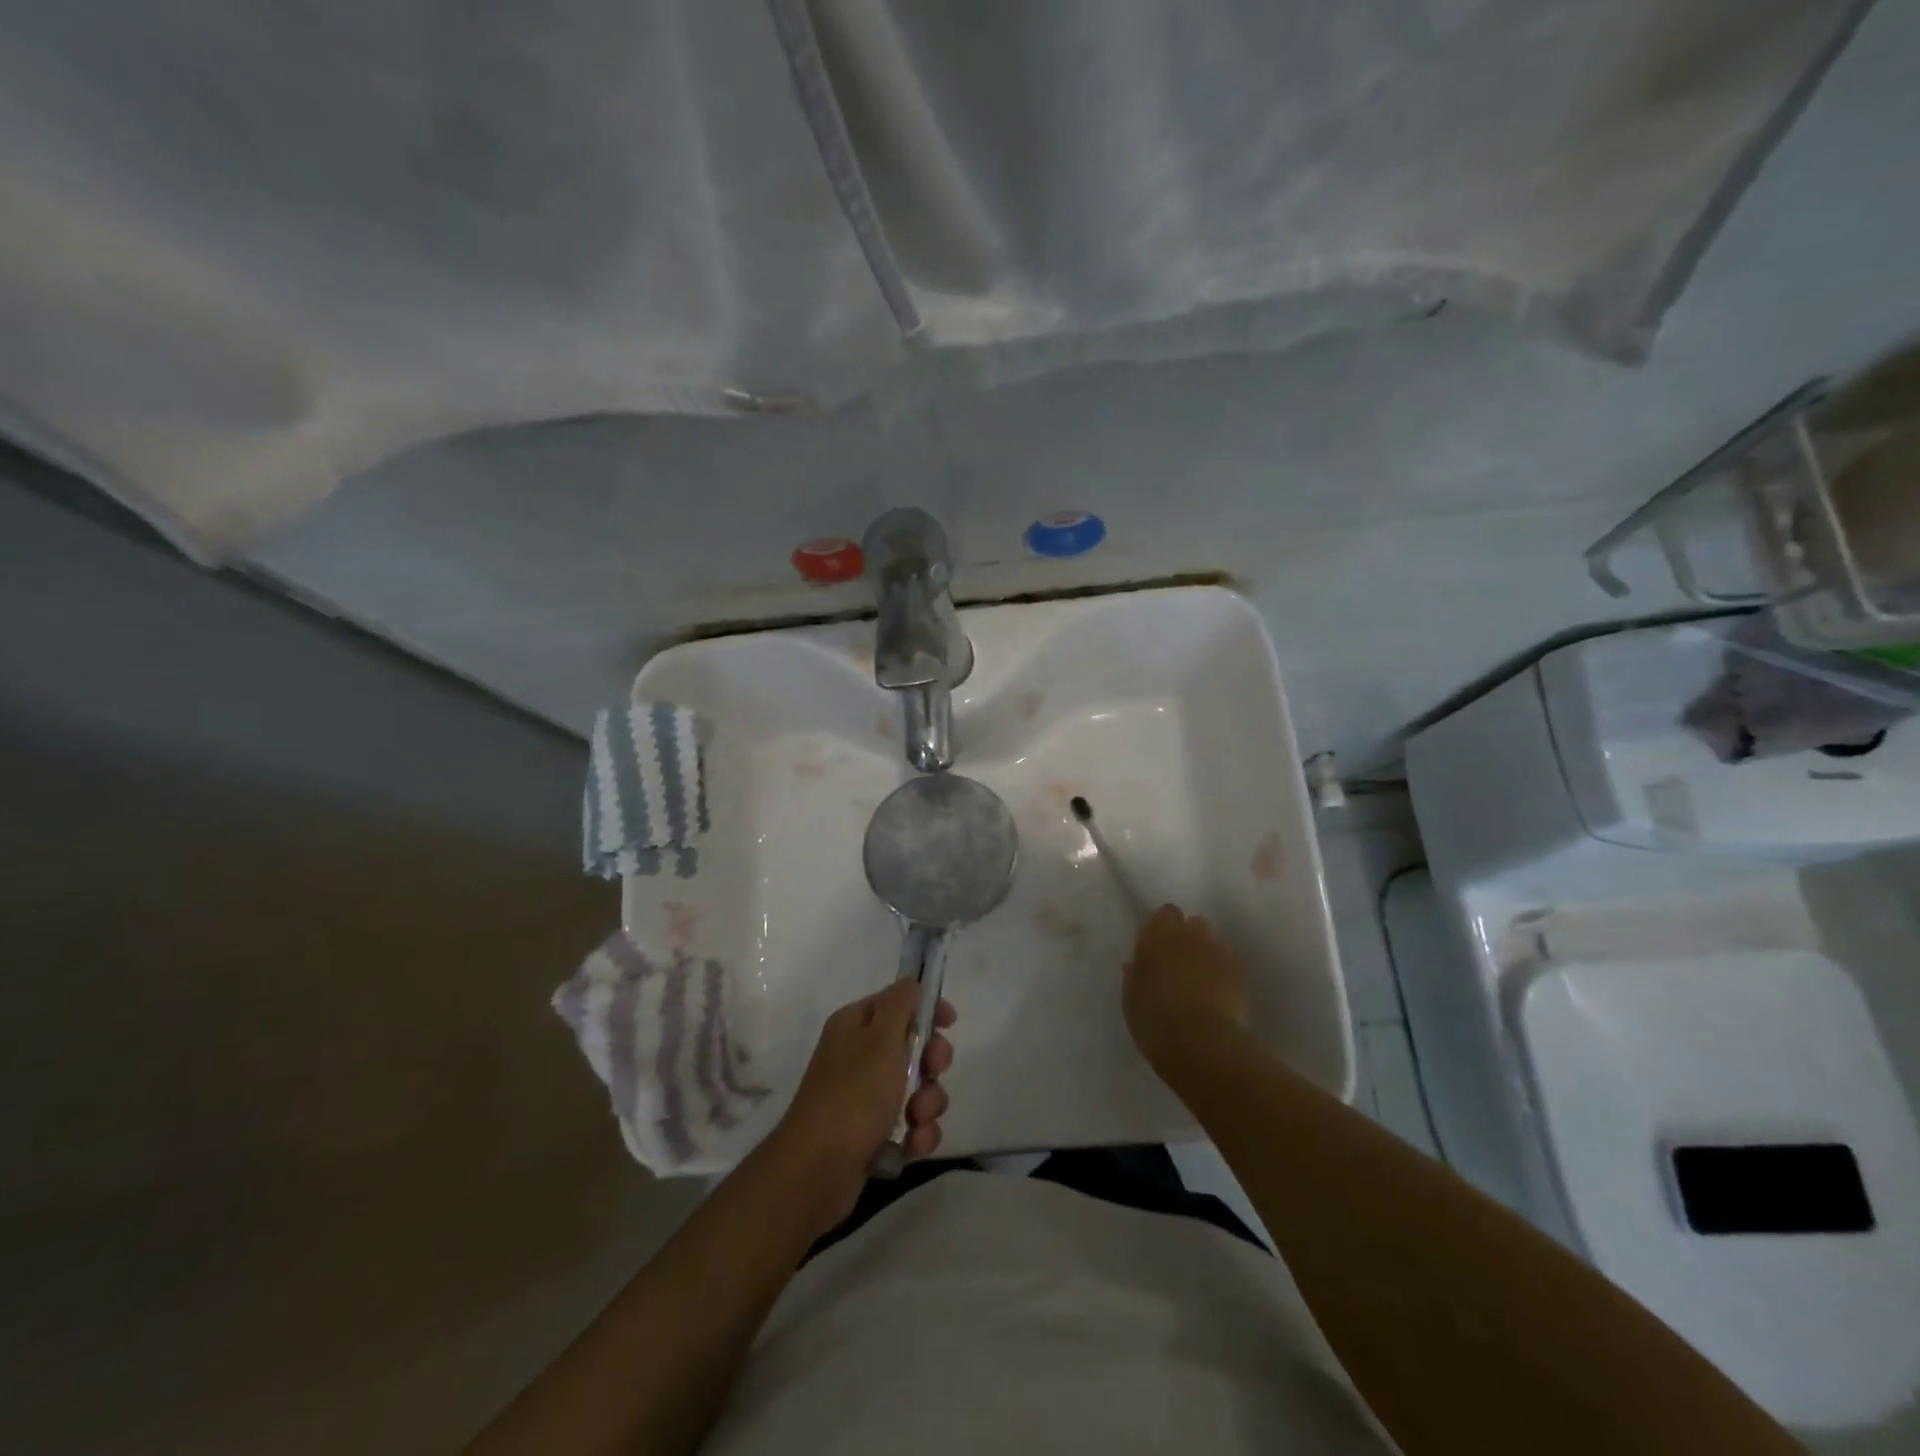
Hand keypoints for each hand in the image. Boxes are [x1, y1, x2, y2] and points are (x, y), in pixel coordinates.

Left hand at [769, 979, 955, 1233]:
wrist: (816, 1171)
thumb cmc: (853, 1095)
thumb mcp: (881, 1039)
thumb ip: (901, 1003)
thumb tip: (912, 981)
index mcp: (856, 1025)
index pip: (899, 1002)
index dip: (927, 1008)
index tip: (950, 1022)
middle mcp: (859, 1055)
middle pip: (914, 1046)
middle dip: (932, 1063)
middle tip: (932, 1073)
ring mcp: (865, 1096)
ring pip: (918, 1089)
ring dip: (928, 1104)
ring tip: (916, 1120)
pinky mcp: (872, 1133)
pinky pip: (911, 1124)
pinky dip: (917, 1134)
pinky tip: (911, 1145)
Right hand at [1124, 904, 1249, 1070]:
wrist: (1201, 1043)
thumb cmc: (1155, 1019)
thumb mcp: (1131, 999)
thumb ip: (1134, 975)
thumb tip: (1136, 964)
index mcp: (1156, 935)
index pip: (1164, 914)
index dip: (1163, 928)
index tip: (1158, 948)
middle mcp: (1189, 934)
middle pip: (1192, 923)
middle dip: (1188, 937)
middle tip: (1180, 964)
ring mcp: (1218, 950)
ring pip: (1214, 941)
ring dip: (1207, 953)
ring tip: (1202, 979)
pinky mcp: (1240, 971)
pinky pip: (1230, 962)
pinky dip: (1224, 972)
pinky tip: (1220, 994)